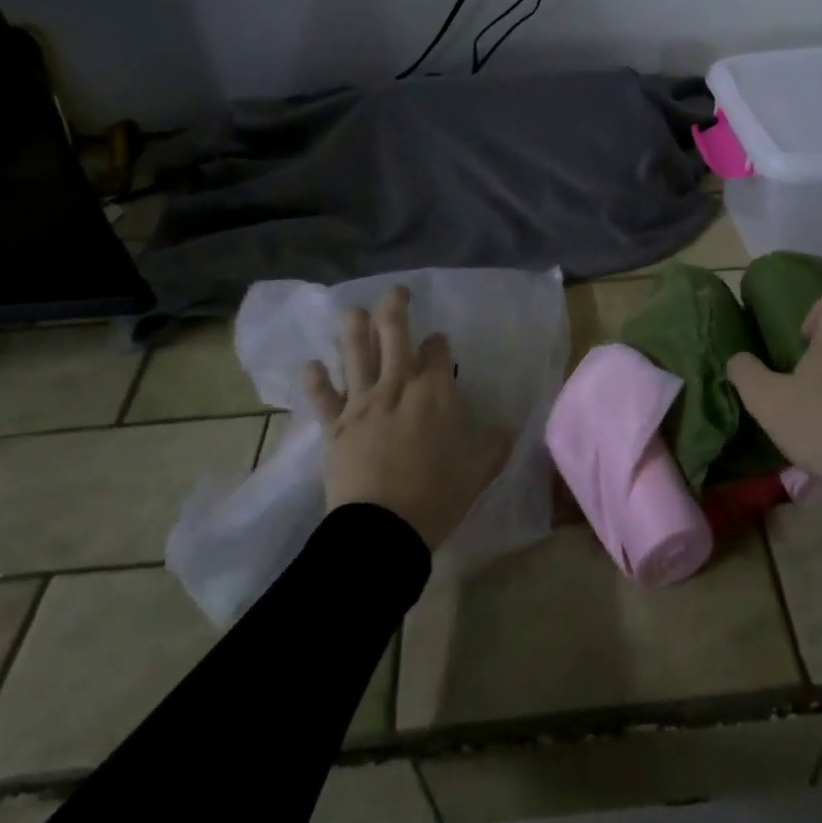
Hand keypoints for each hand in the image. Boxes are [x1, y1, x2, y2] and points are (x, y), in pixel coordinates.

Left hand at [305, 287, 507, 551]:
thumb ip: (495, 445)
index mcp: (435, 392)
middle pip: (393, 333)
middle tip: (397, 293)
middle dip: (395, 307)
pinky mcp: (334, 425)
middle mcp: (397, 385)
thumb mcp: (479, 471)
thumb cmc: (437, 497)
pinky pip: (321, 395)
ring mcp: (362, 402)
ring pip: (355, 352)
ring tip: (353, 311)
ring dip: (354, 327)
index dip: (438, 343)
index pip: (437, 350)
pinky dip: (315, 378)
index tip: (438, 344)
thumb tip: (509, 430)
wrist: (383, 529)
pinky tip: (312, 364)